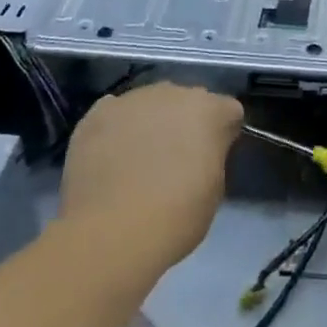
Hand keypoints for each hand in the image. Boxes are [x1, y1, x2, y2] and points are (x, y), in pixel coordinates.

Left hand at [59, 82, 242, 275]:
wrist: (111, 233)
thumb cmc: (175, 217)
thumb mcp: (214, 190)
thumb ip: (211, 157)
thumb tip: (198, 154)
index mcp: (210, 110)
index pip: (228, 111)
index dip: (222, 134)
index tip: (213, 158)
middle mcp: (174, 93)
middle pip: (187, 101)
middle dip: (185, 123)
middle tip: (175, 159)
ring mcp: (133, 99)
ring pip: (150, 104)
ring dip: (150, 123)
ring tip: (137, 159)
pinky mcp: (98, 113)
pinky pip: (114, 113)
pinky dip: (116, 129)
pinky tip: (110, 155)